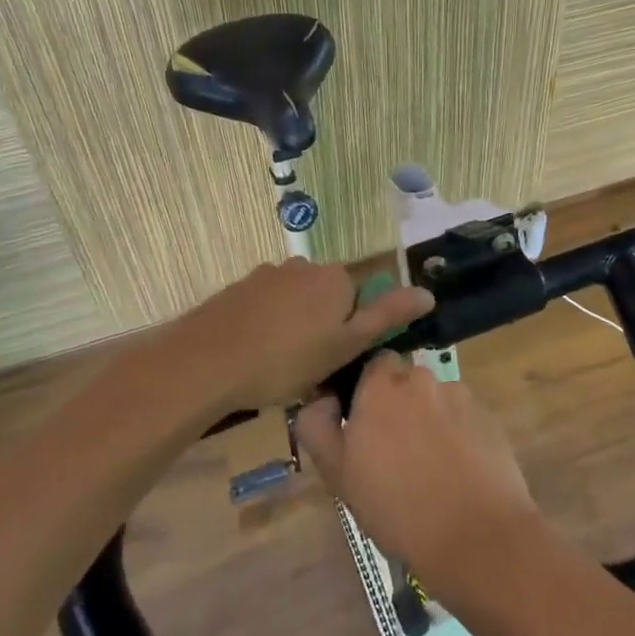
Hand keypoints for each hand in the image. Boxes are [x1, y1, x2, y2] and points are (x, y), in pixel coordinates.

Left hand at [158, 259, 432, 414]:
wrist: (206, 362)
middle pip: (329, 298)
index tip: (339, 360)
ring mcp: (268, 274)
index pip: (362, 297)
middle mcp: (304, 266)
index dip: (354, 331)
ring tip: (279, 367)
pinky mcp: (240, 288)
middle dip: (325, 328)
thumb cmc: (285, 360)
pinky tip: (255, 354)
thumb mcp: (344, 346)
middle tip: (311, 369)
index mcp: (335, 278)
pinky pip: (268, 306)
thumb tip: (428, 292)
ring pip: (297, 302)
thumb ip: (386, 317)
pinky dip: (269, 325)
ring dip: (296, 327)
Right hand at [295, 354, 545, 595]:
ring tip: (430, 466)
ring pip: (435, 399)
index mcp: (381, 386)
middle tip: (394, 450)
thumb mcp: (338, 474)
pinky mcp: (488, 418)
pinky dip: (457, 435)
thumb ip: (318, 427)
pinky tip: (457, 472)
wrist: (477, 537)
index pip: (371, 365)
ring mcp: (460, 395)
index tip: (363, 426)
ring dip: (429, 419)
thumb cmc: (397, 508)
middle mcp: (421, 378)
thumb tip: (321, 400)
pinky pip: (463, 418)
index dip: (366, 392)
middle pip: (405, 380)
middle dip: (399, 404)